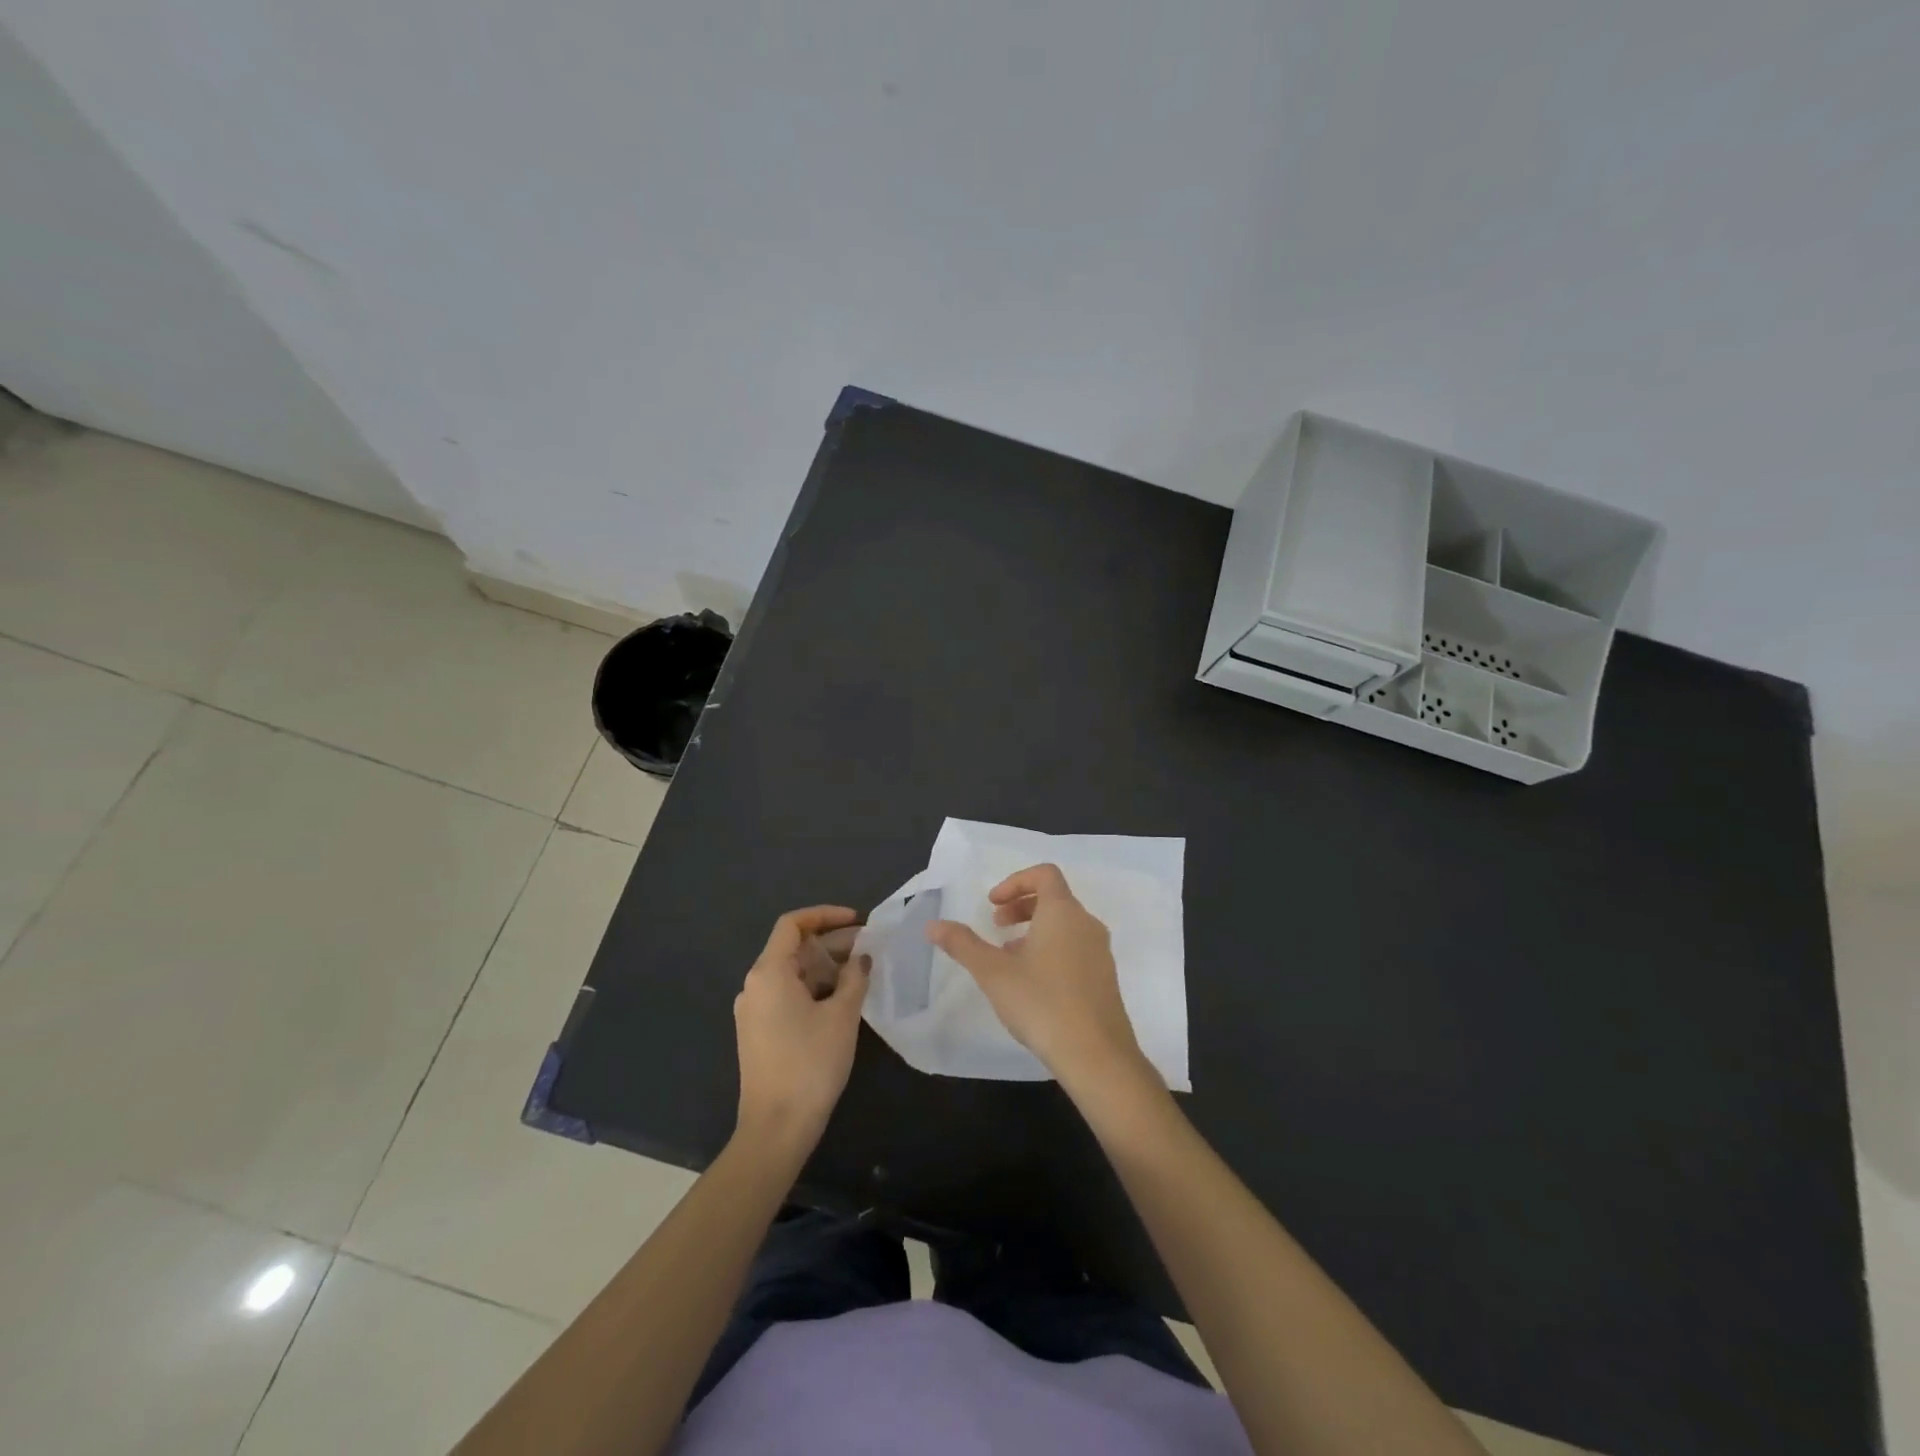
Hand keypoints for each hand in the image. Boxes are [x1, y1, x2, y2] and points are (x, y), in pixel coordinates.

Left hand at [734, 906, 869, 1148]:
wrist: (776, 1129)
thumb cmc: (810, 1064)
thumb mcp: (842, 1015)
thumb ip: (854, 977)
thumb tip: (862, 958)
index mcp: (768, 972)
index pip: (793, 924)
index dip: (825, 915)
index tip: (857, 920)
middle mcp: (755, 985)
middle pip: (793, 948)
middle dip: (832, 943)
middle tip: (869, 949)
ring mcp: (754, 1010)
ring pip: (792, 973)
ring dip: (825, 967)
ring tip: (861, 973)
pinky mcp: (759, 1032)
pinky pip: (787, 995)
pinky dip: (814, 988)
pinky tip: (841, 1000)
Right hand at [927, 864, 1153, 1095]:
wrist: (1097, 1056)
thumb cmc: (1042, 1003)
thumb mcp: (993, 973)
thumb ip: (963, 944)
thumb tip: (933, 925)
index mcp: (1063, 912)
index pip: (1045, 874)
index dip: (1015, 882)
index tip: (992, 905)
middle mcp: (1087, 924)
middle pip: (1054, 898)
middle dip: (1021, 906)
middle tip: (996, 926)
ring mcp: (1100, 952)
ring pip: (1065, 925)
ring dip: (1035, 930)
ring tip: (1009, 958)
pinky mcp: (1105, 978)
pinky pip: (1076, 948)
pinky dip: (1052, 950)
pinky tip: (1033, 984)